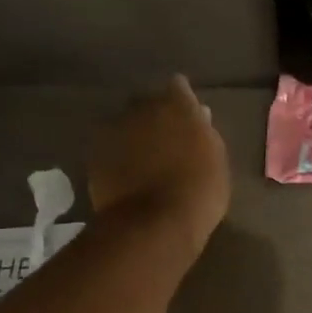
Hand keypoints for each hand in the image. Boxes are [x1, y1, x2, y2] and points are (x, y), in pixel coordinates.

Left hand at [89, 77, 229, 256]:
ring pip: (127, 124)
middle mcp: (142, 108)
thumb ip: (205, 132)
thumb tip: (199, 114)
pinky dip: (119, 155)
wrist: (152, 225)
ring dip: (135, 135)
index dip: (182, 99)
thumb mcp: (216, 160)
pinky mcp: (95, 154)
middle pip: (148, 103)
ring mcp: (115, 130)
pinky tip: (128, 173)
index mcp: (177, 105)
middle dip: (156, 115)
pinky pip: (111, 147)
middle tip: (167, 139)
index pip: (178, 87)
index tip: (188, 114)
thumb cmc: (198, 192)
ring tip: (145, 158)